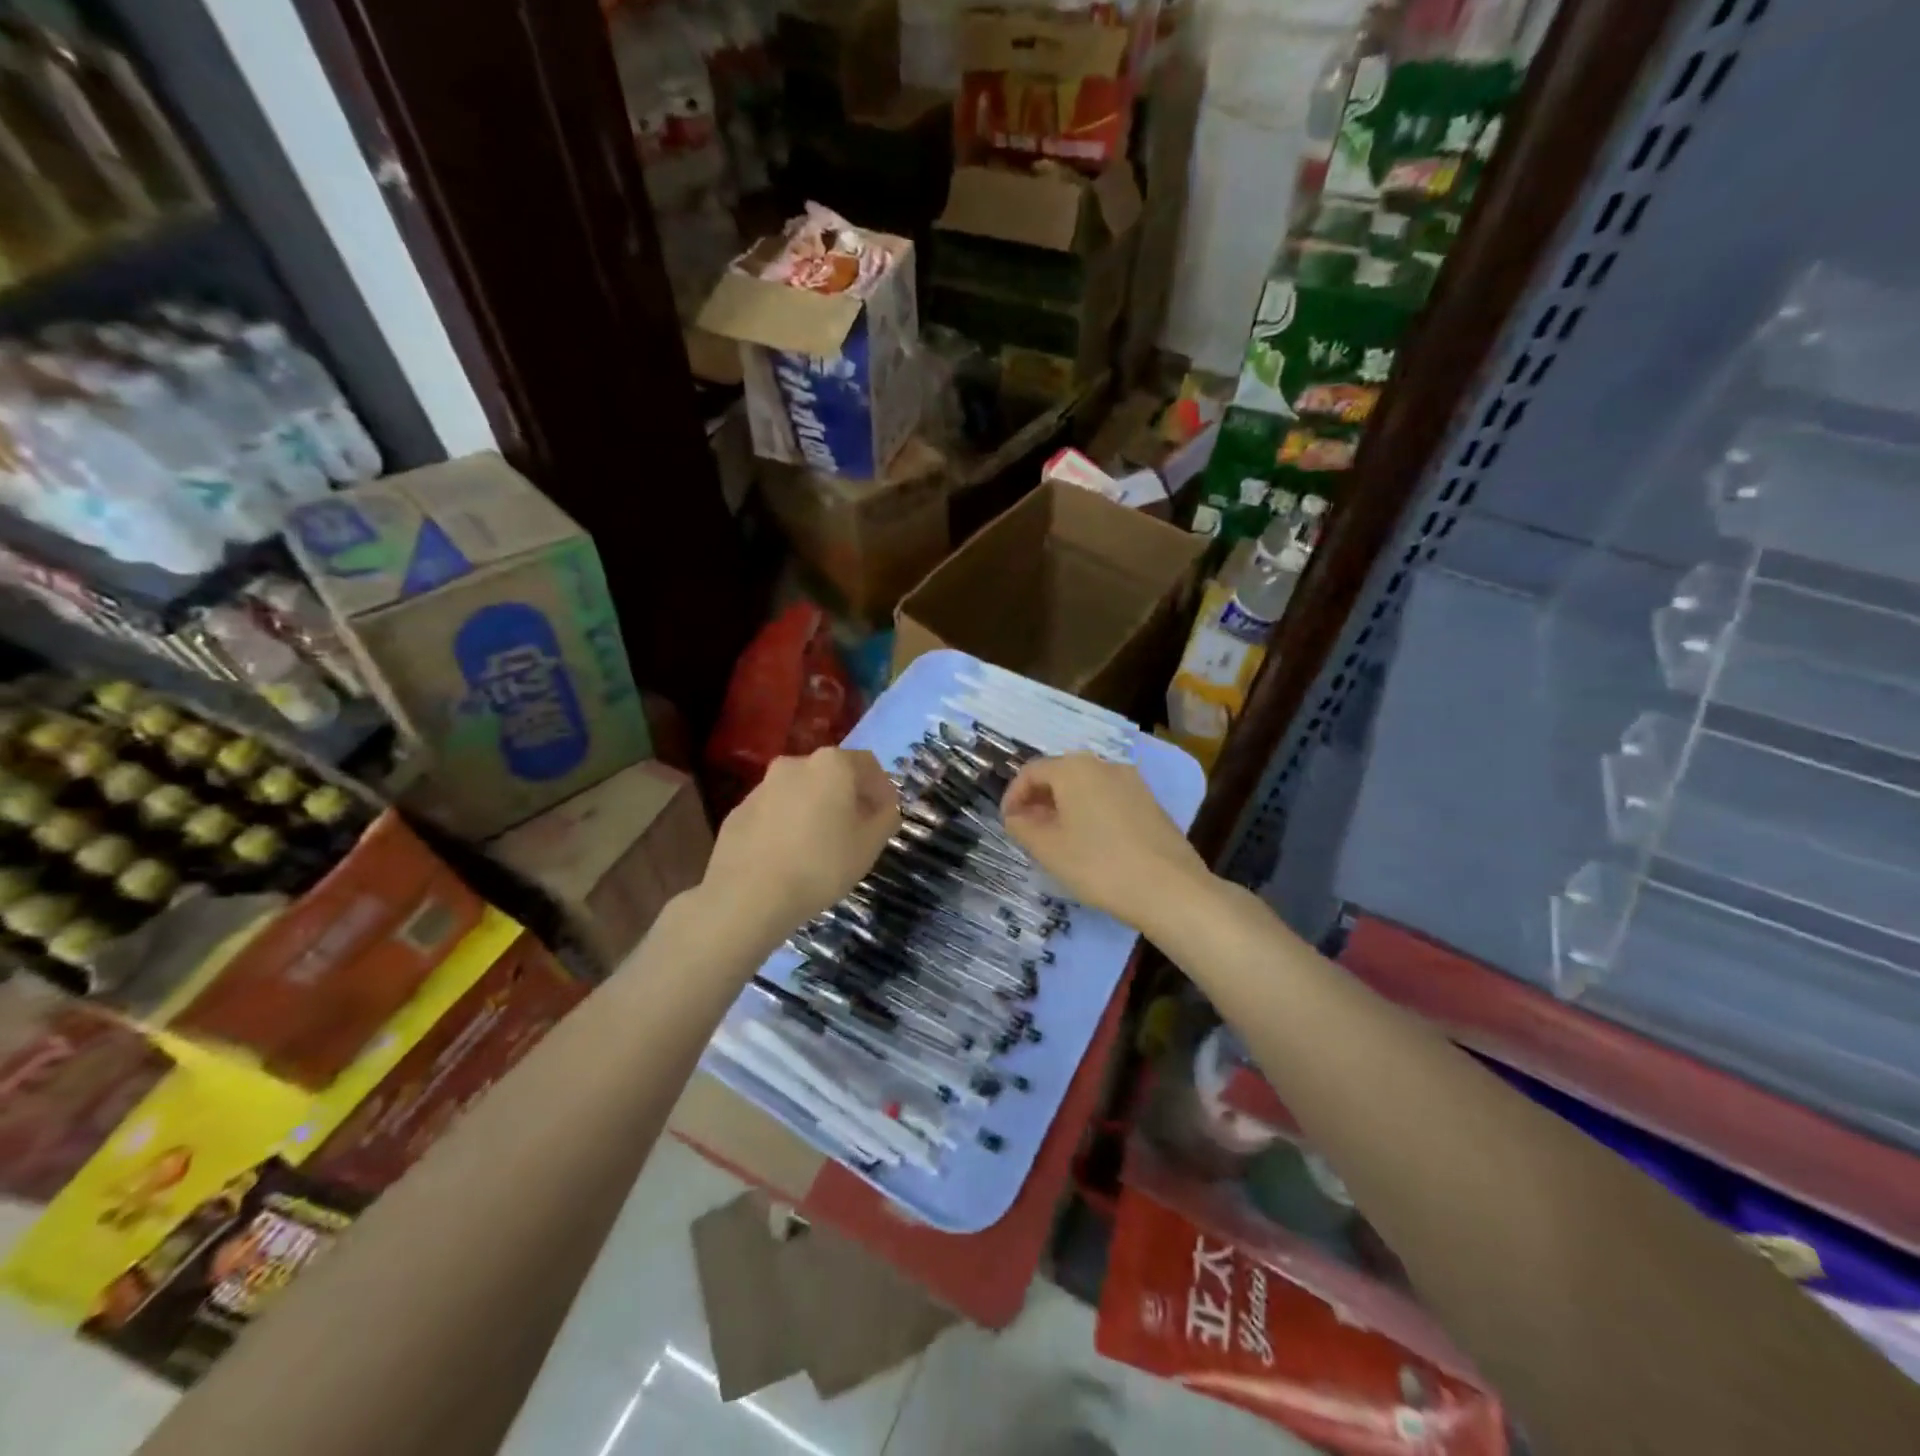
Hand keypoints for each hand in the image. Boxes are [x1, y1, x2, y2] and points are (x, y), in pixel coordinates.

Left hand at [704, 747, 900, 938]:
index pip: (868, 764)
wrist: (748, 896)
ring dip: (815, 810)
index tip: (885, 816)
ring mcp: (761, 787)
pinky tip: (788, 857)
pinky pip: (774, 812)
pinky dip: (787, 825)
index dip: (882, 789)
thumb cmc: (821, 865)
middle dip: (847, 798)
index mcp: (831, 765)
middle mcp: (794, 764)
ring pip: (800, 792)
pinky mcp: (738, 812)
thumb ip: (885, 818)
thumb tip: (883, 808)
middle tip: (856, 831)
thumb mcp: (870, 845)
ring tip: (820, 847)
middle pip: (831, 775)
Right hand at [1001, 754, 1211, 929]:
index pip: (1031, 771)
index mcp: (1074, 768)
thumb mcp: (1048, 849)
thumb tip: (1016, 816)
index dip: (1013, 796)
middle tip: (1028, 831)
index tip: (1007, 823)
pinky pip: (1108, 799)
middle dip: (1039, 800)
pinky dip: (1090, 813)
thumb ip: (1022, 827)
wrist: (1170, 889)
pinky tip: (1090, 843)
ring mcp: (1132, 782)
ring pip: (1086, 787)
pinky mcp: (1150, 802)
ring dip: (1065, 807)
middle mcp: (1104, 765)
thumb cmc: (1099, 865)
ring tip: (1057, 839)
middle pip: (1060, 774)